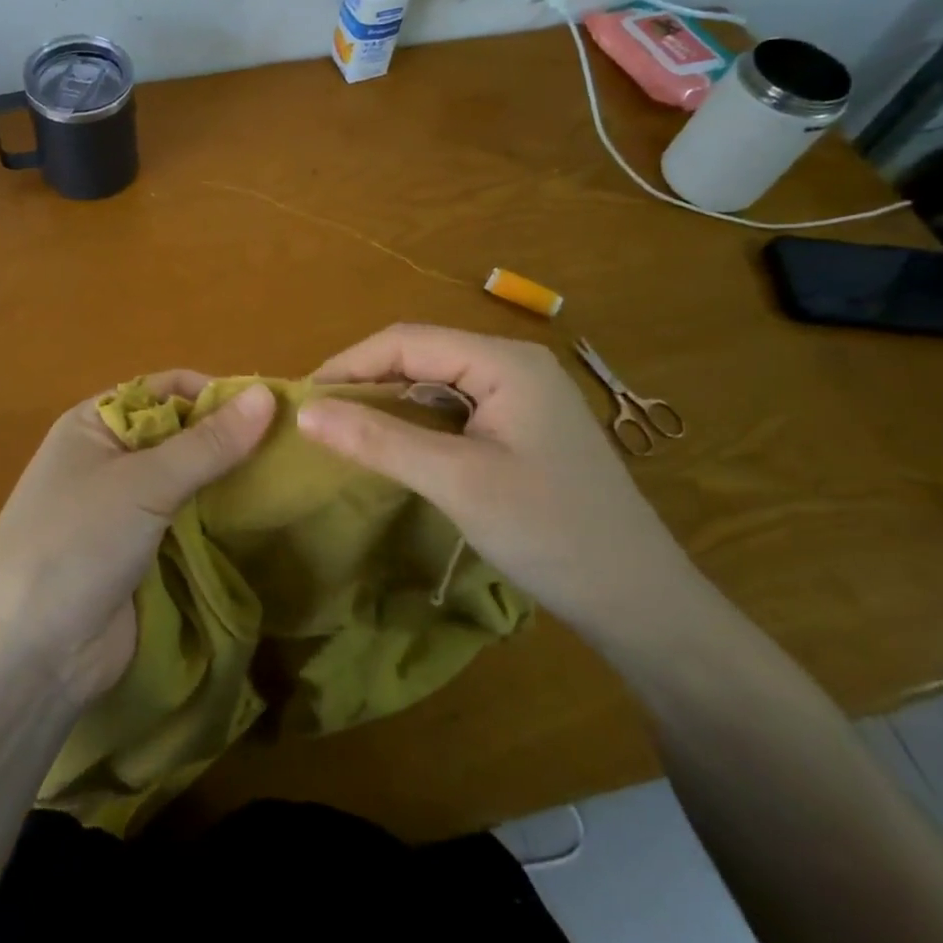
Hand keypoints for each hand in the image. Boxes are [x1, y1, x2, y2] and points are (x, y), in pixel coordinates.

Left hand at [0, 374, 274, 703]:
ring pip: (189, 480)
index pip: (165, 389)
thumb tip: (267, 395)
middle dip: (229, 439)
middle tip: (291, 449)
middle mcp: (110, 458)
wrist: (31, 654)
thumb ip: (208, 443)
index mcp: (96, 423)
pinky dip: (220, 517)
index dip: (215, 393)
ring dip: (229, 480)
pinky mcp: (142, 552)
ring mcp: (126, 508)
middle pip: (181, 433)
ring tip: (290, 480)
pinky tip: (264, 518)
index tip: (271, 410)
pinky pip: (189, 521)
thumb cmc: (77, 543)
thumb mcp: (143, 483)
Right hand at [296, 325, 704, 641]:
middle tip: (317, 418)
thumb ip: (378, 439)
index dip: (348, 364)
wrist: (640, 602)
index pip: (406, 340)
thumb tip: (304, 410)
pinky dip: (416, 424)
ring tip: (343, 431)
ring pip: (435, 383)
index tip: (302, 398)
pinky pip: (454, 410)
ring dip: (388, 403)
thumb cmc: (550, 532)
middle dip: (366, 381)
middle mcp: (513, 365)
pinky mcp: (522, 428)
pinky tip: (393, 447)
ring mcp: (522, 397)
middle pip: (420, 356)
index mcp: (504, 362)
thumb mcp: (455, 482)